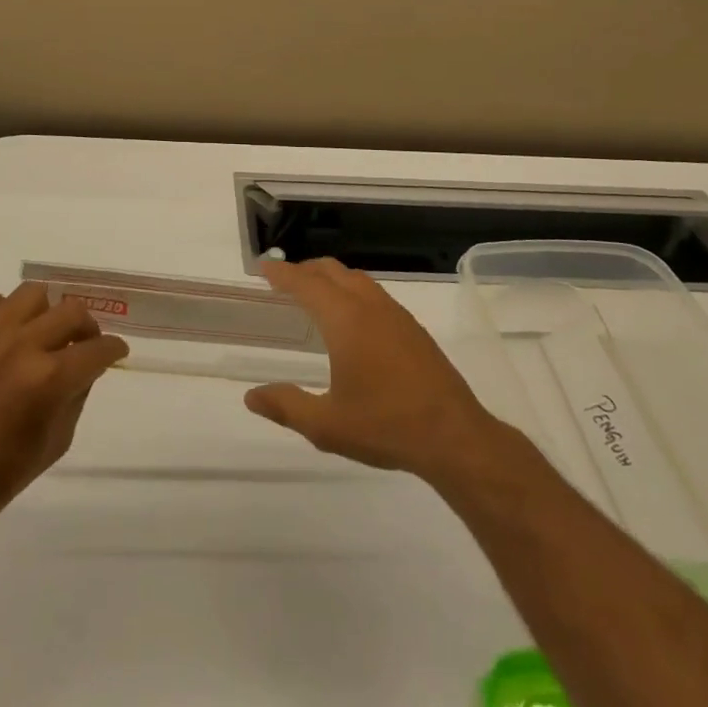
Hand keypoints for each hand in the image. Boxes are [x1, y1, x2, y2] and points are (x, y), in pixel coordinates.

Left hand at [0, 282, 128, 533]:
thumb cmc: (0, 475)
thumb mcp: (56, 442)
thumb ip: (76, 395)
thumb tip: (86, 366)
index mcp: (49, 380)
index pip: (97, 349)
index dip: (113, 350)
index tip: (114, 352)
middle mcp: (21, 347)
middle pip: (71, 311)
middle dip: (86, 329)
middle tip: (81, 345)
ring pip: (32, 293)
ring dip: (44, 312)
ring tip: (38, 333)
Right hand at [245, 258, 513, 490]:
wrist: (455, 438)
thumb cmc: (385, 426)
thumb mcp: (326, 426)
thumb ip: (286, 406)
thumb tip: (252, 397)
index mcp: (345, 320)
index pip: (306, 283)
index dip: (282, 274)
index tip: (263, 269)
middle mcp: (369, 307)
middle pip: (332, 271)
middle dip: (305, 270)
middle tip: (284, 281)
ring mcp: (396, 315)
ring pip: (357, 279)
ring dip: (332, 278)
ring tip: (316, 295)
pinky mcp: (414, 329)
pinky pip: (375, 294)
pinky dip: (353, 291)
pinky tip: (353, 319)